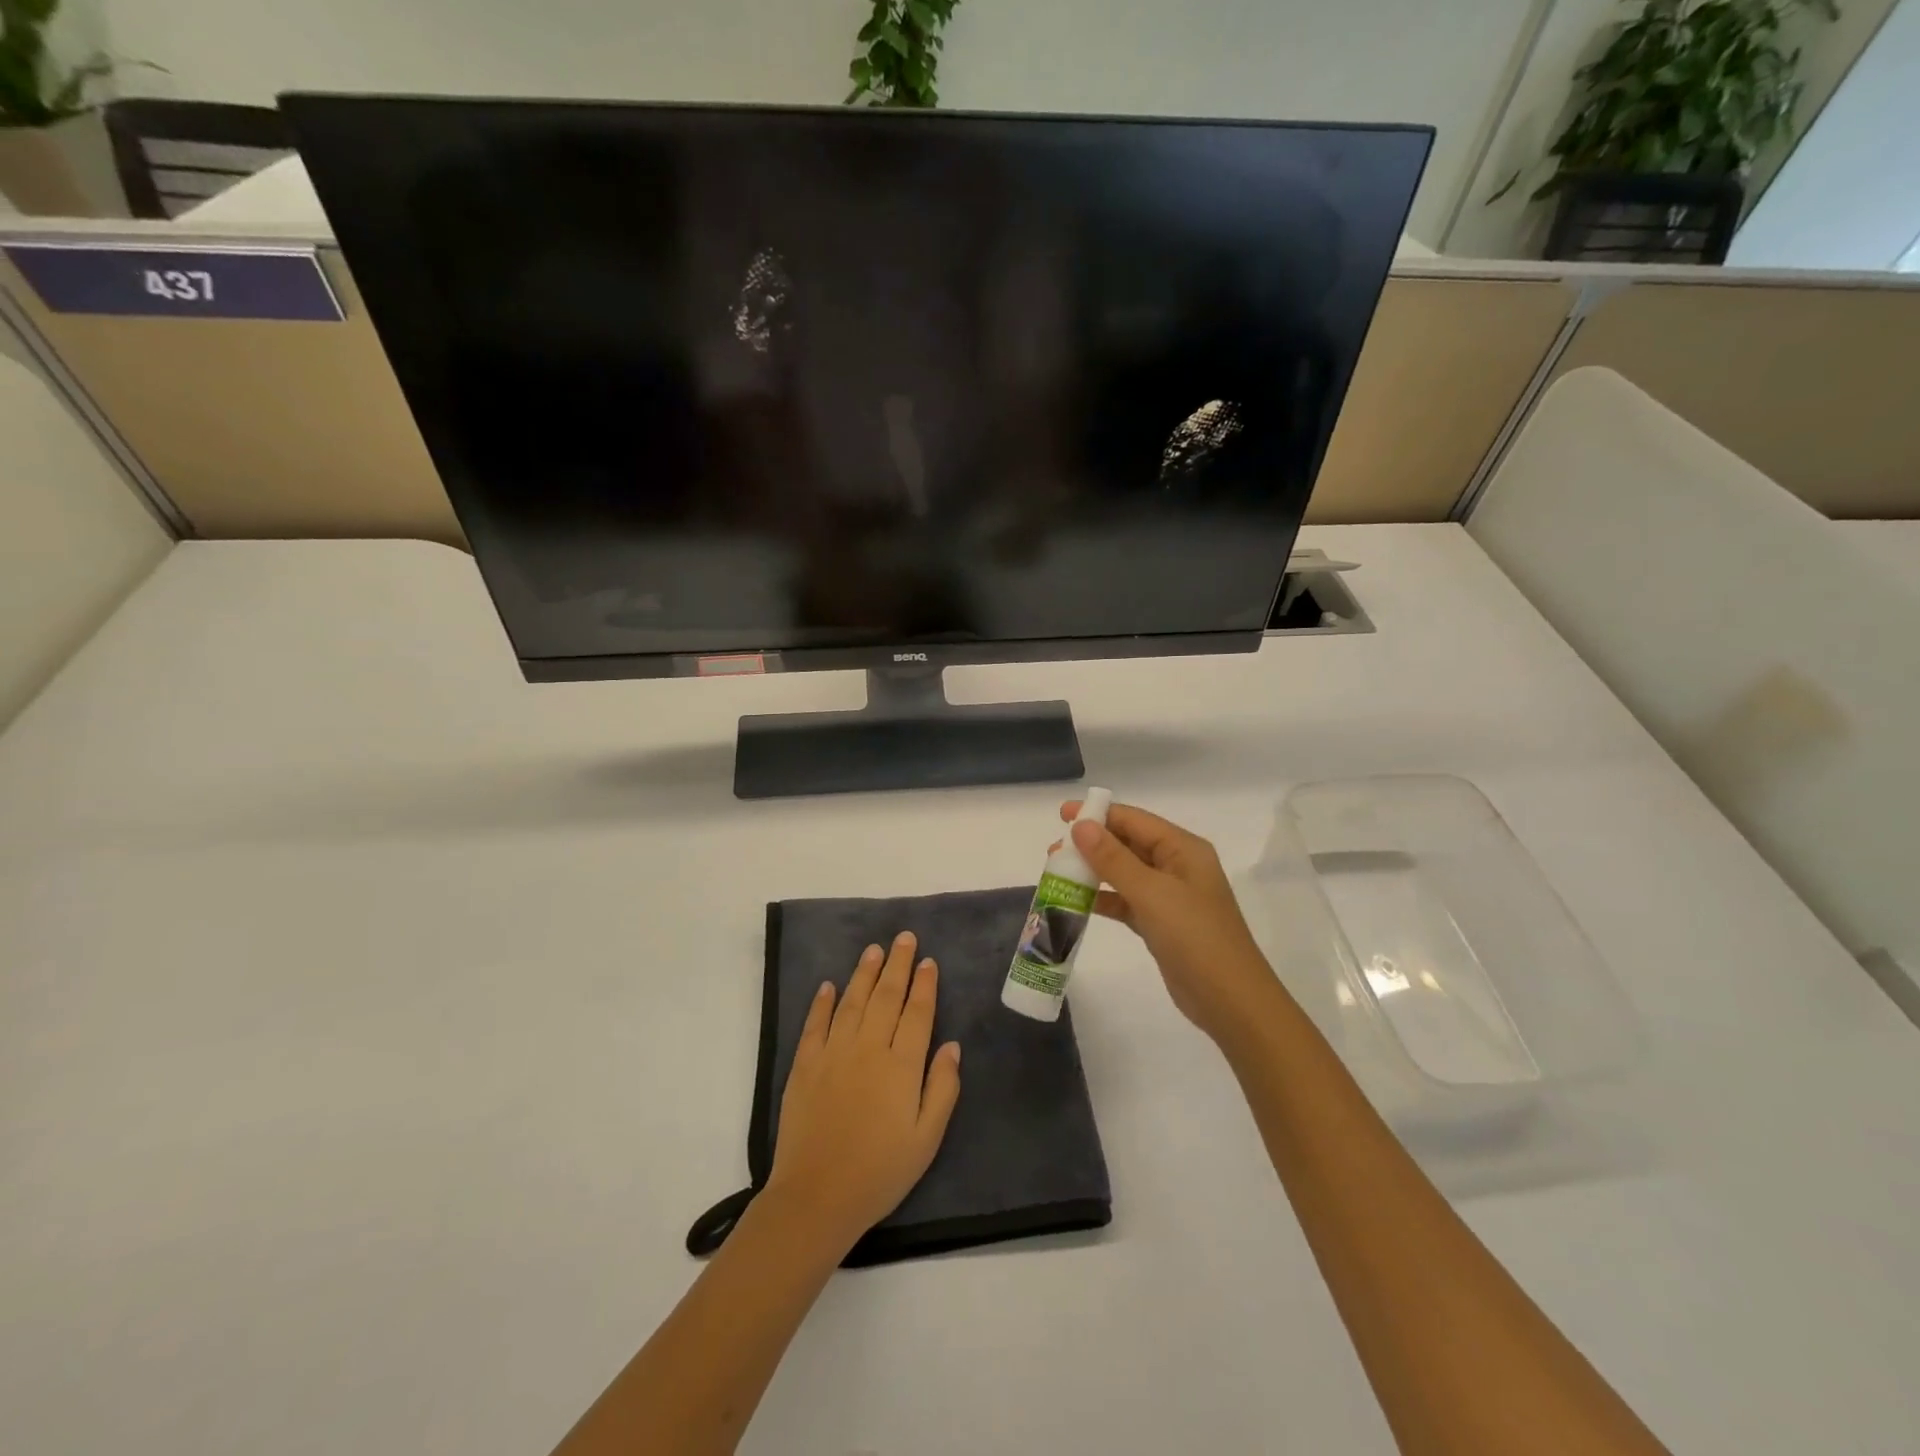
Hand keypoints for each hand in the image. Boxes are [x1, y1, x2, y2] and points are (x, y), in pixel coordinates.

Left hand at [765, 932, 962, 1252]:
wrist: (816, 1197)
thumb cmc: (880, 1172)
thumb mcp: (927, 1139)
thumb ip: (942, 1088)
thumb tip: (952, 1046)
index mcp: (901, 1066)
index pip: (917, 1013)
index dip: (924, 985)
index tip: (928, 961)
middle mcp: (868, 1048)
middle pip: (886, 996)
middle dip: (898, 964)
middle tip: (904, 938)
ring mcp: (833, 1053)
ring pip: (852, 1001)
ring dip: (865, 973)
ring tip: (874, 950)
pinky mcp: (804, 1065)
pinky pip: (815, 1024)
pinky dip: (823, 1002)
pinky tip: (829, 985)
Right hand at [1061, 800, 1282, 1045]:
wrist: (1230, 1002)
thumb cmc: (1195, 938)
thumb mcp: (1152, 893)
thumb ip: (1113, 858)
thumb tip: (1080, 825)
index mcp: (1183, 849)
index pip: (1134, 820)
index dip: (1098, 814)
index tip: (1061, 815)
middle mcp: (1178, 866)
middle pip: (1128, 844)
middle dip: (1091, 844)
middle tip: (1053, 851)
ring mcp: (1170, 897)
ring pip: (1124, 873)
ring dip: (1093, 871)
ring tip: (1058, 873)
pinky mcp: (1162, 924)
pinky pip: (1126, 901)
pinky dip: (1103, 899)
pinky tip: (1076, 902)